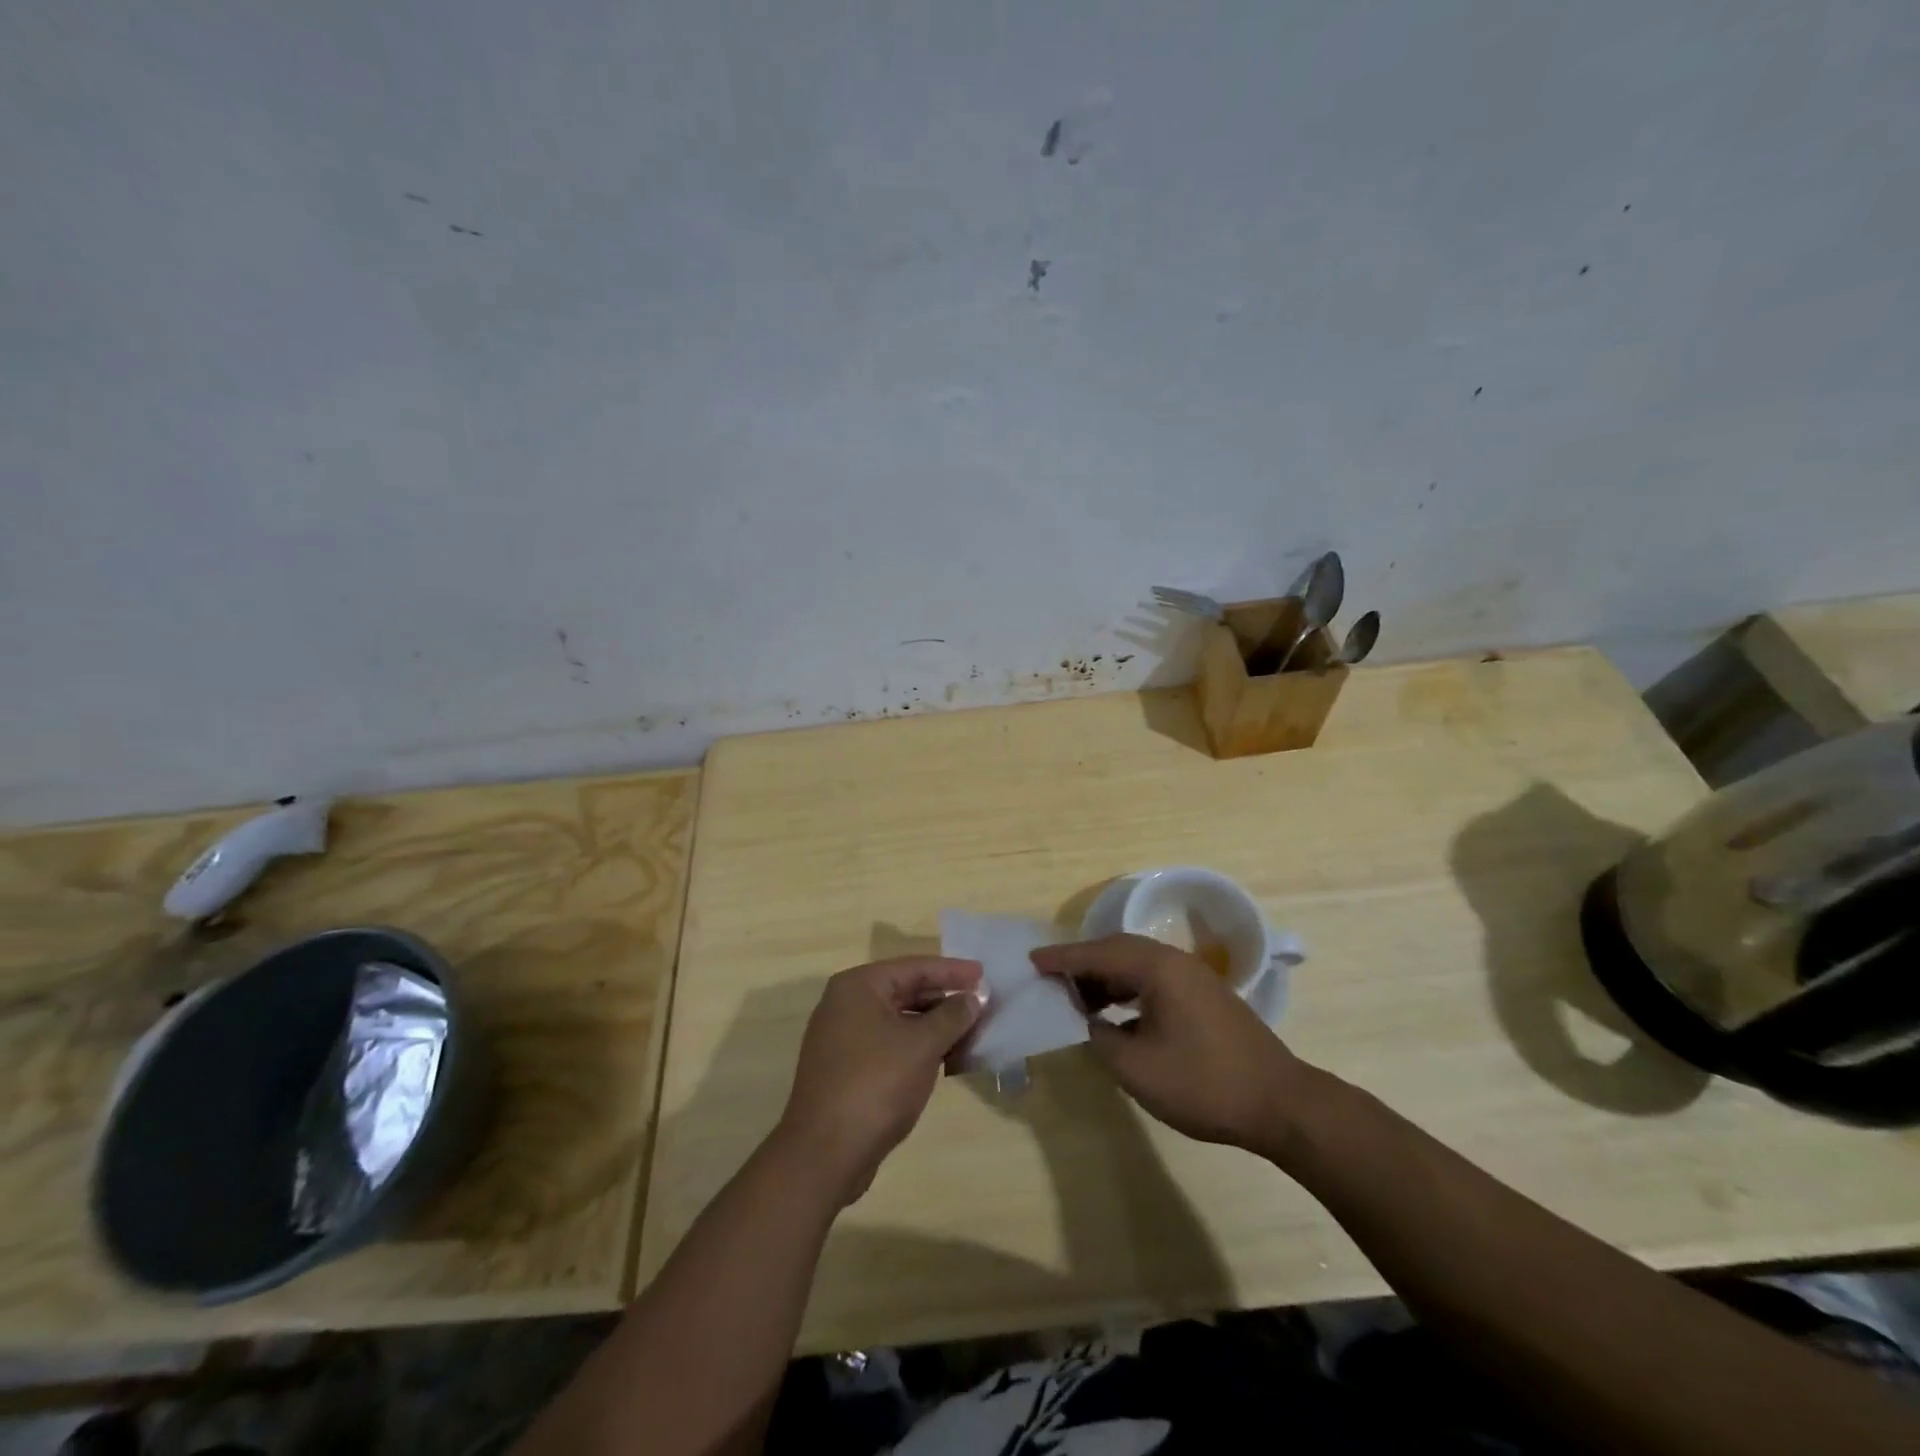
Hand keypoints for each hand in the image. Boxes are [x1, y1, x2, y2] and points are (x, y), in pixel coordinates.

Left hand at [776, 956, 985, 1206]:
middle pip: (905, 991)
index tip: (983, 973)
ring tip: (971, 1033)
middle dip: (944, 999)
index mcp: (858, 986)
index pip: (914, 967)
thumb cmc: (876, 1084)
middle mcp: (845, 1004)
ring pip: (898, 1021)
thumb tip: (974, 997)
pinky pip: (889, 1045)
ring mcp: (842, 1038)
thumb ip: (952, 1015)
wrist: (824, 1154)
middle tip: (982, 1004)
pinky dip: (917, 1048)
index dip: (952, 971)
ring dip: (934, 1027)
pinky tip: (946, 1060)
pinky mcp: (846, 1069)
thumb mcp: (923, 1045)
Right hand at [1032, 933, 1311, 1157]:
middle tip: (1049, 979)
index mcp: (1158, 968)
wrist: (1281, 1104)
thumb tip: (1088, 1022)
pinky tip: (1115, 1013)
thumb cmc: (1204, 1084)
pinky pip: (1153, 979)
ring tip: (1076, 999)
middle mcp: (1175, 961)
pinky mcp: (1203, 996)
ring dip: (1105, 977)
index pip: (1099, 953)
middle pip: (1117, 950)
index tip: (1031, 960)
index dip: (1062, 958)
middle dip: (1082, 963)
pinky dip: (1127, 989)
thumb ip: (1101, 1039)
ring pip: (1136, 964)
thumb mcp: (1138, 1068)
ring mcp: (1193, 978)